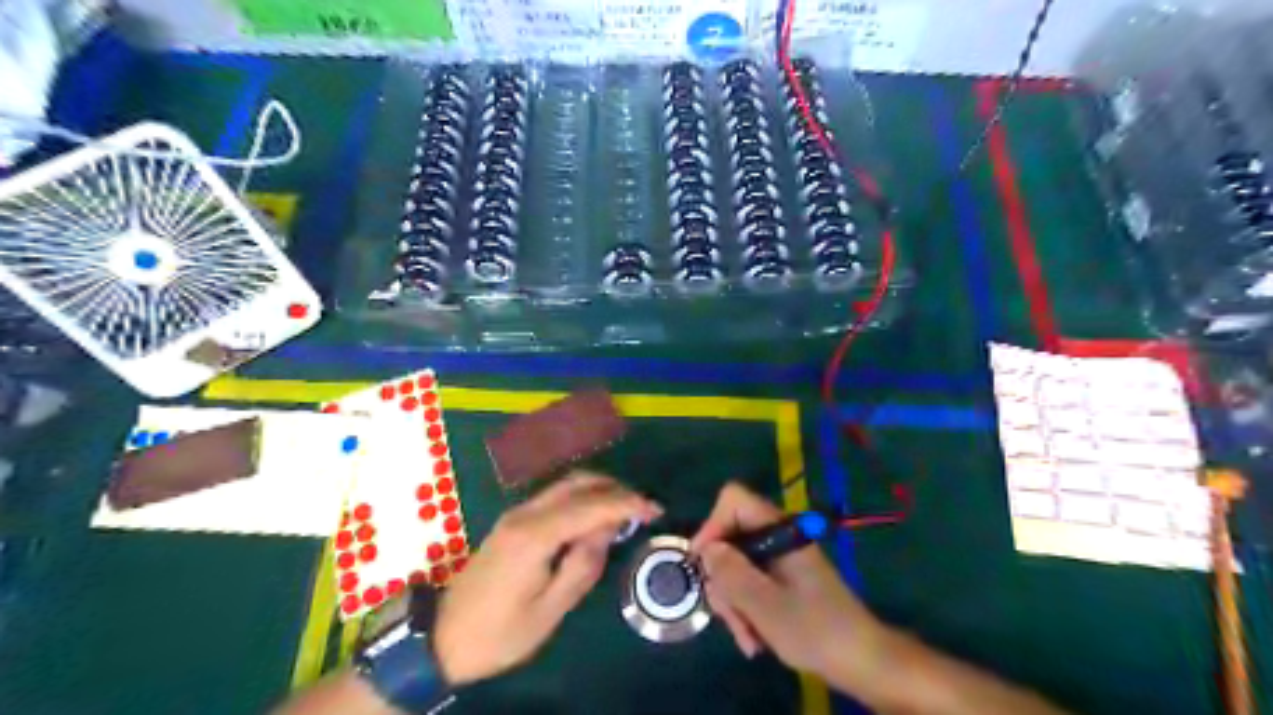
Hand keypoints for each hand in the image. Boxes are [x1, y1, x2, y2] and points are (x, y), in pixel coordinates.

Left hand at [434, 473, 660, 684]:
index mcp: (534, 535)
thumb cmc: (499, 633)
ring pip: (565, 485)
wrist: (442, 638)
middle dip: (615, 489)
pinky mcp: (513, 521)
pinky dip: (582, 498)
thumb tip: (606, 531)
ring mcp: (516, 514)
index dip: (627, 503)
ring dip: (599, 490)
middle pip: (577, 483)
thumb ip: (582, 565)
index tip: (656, 509)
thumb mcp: (549, 610)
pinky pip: (555, 497)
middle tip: (643, 508)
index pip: (590, 505)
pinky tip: (595, 517)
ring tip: (625, 511)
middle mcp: (524, 513)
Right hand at [694, 485, 885, 687]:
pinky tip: (754, 638)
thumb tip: (706, 549)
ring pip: (737, 564)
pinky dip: (747, 608)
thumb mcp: (765, 605)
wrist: (863, 661)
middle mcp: (778, 536)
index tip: (704, 565)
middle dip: (723, 579)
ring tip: (747, 639)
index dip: (712, 525)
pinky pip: (751, 582)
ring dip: (734, 602)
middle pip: (730, 537)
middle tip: (727, 617)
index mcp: (779, 530)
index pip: (733, 500)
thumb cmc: (815, 630)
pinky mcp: (783, 577)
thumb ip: (732, 573)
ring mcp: (781, 557)